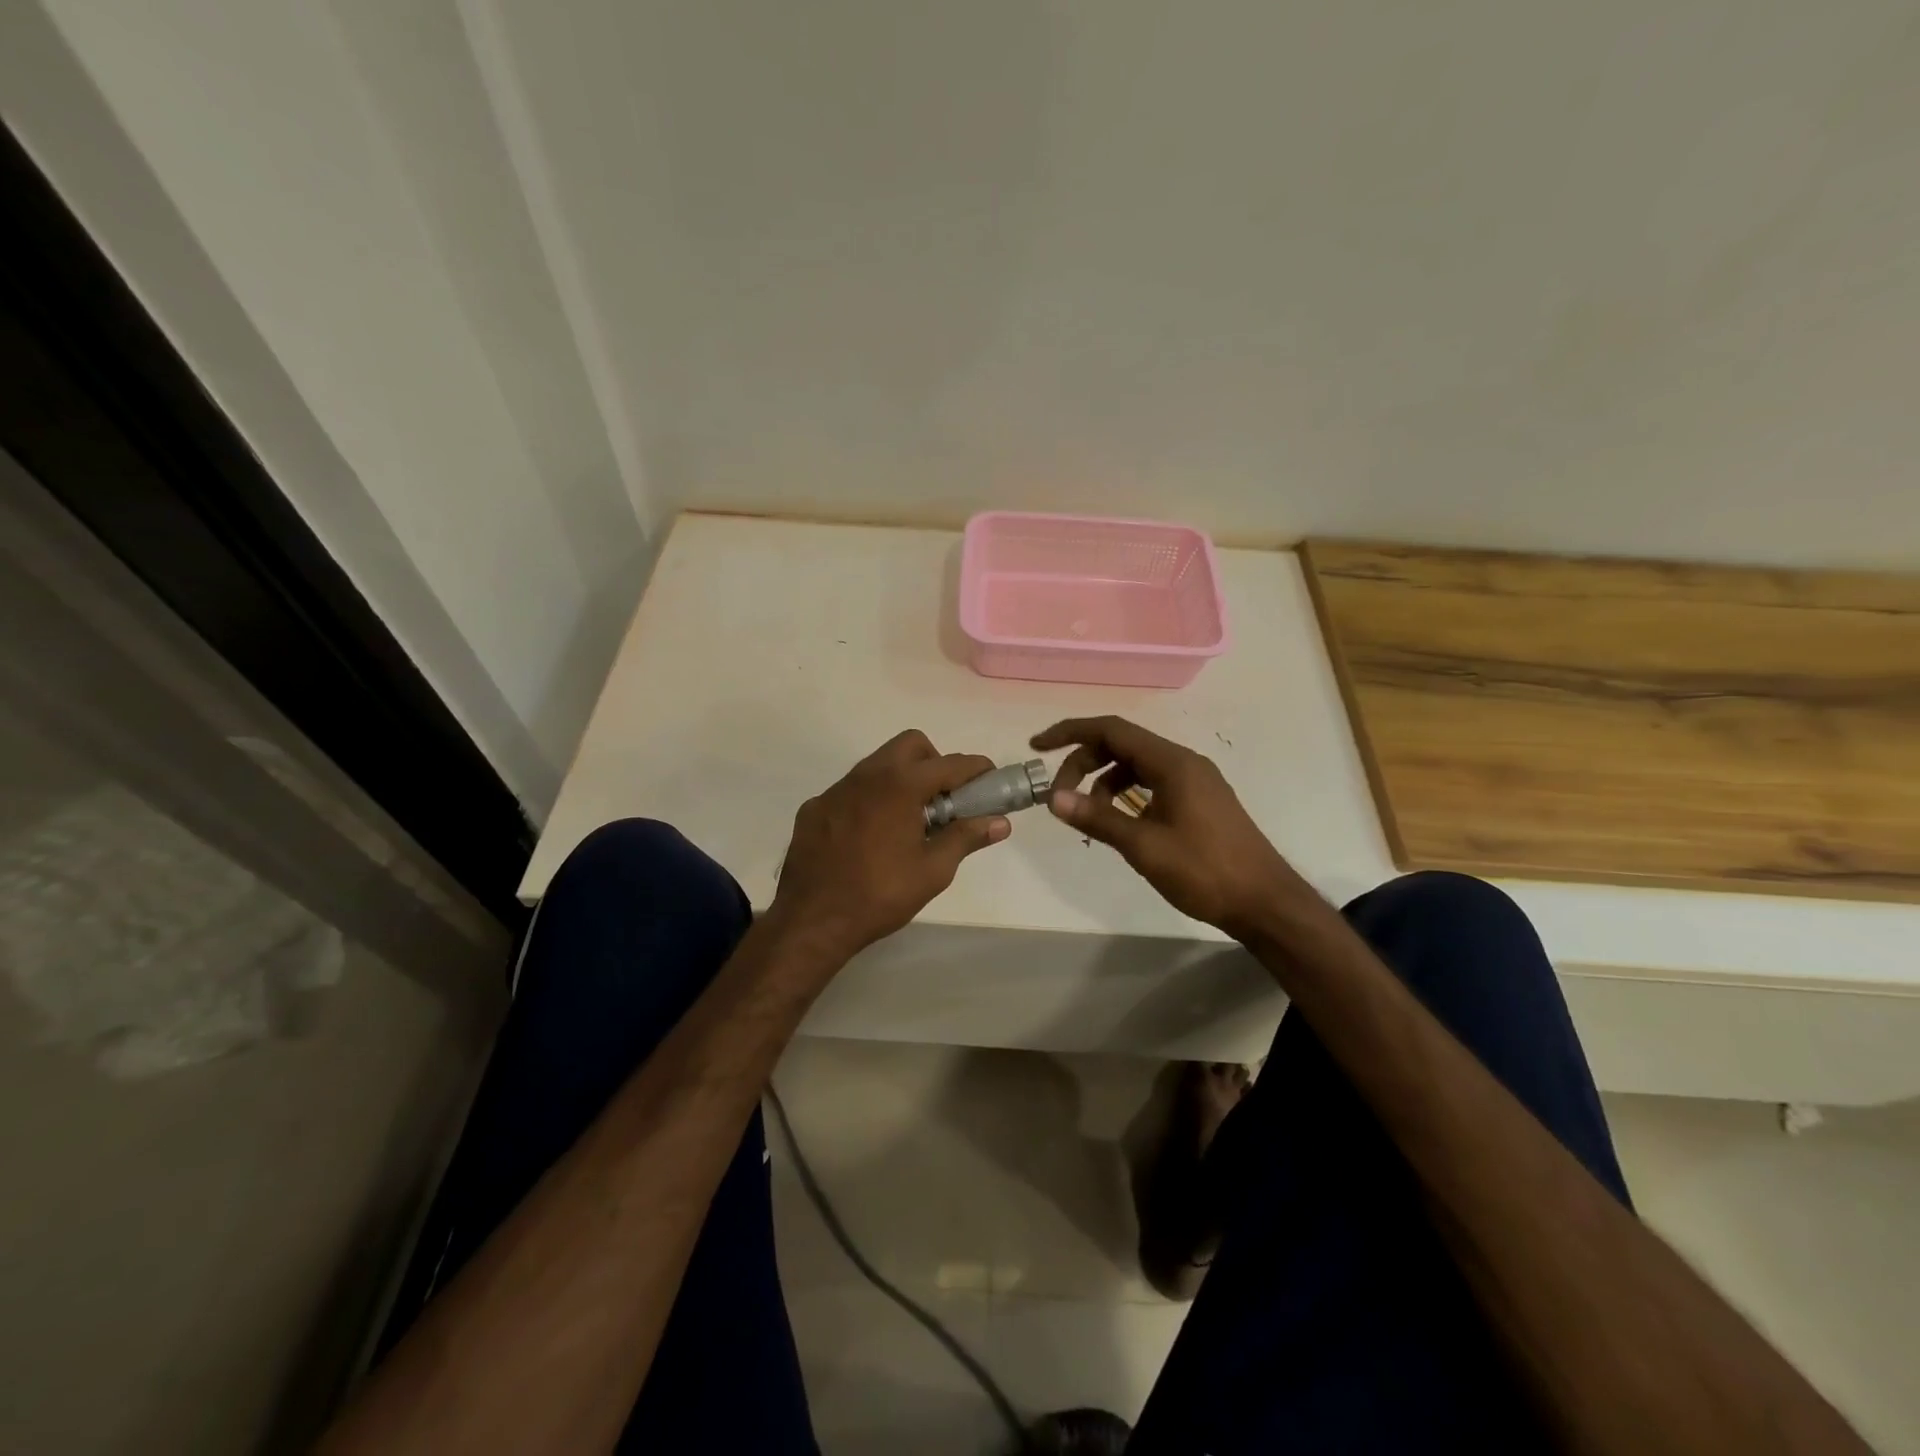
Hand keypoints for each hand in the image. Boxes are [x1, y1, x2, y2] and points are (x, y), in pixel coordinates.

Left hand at [769, 730, 1010, 960]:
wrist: (812, 920)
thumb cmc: (881, 894)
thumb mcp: (933, 870)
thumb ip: (966, 838)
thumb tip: (1000, 822)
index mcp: (900, 785)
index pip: (950, 763)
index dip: (977, 769)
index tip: (991, 780)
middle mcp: (867, 775)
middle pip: (911, 746)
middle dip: (935, 762)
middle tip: (944, 800)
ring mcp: (836, 789)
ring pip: (877, 764)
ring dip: (901, 779)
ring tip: (909, 820)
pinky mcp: (814, 807)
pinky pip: (850, 790)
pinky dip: (870, 800)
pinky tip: (869, 837)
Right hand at [1032, 716, 1300, 938]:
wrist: (1265, 902)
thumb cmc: (1205, 871)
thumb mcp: (1144, 846)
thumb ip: (1097, 818)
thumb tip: (1054, 799)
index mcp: (1172, 763)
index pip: (1112, 729)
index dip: (1070, 733)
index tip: (1038, 746)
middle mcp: (1184, 762)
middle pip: (1122, 745)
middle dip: (1084, 763)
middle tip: (1059, 796)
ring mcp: (1194, 781)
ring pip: (1136, 766)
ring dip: (1104, 782)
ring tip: (1088, 815)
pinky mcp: (1199, 800)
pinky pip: (1152, 783)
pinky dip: (1126, 795)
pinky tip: (1118, 823)